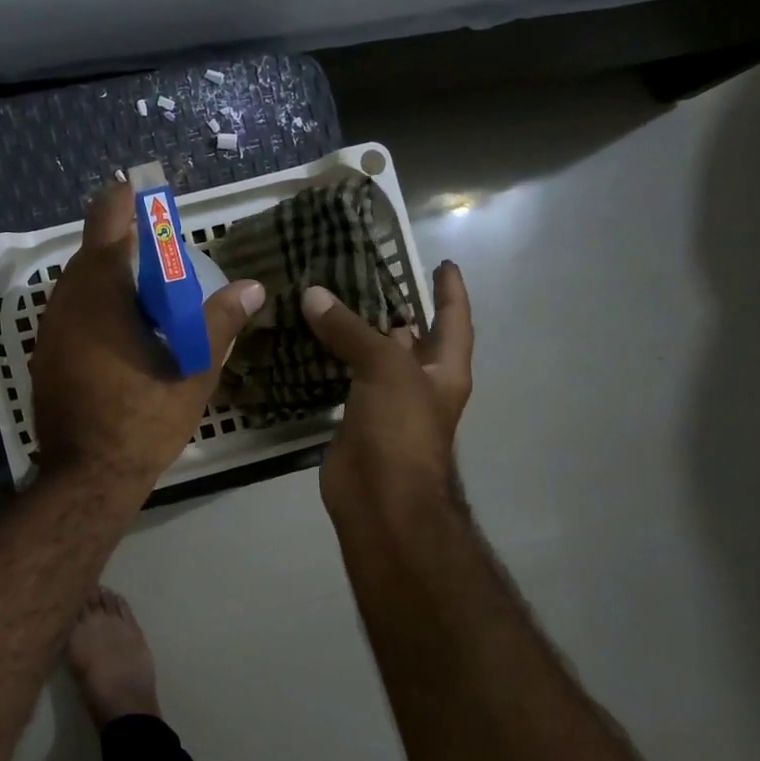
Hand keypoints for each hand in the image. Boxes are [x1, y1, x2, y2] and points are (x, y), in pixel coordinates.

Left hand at [32, 180, 265, 496]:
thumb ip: (219, 323)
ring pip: (80, 284)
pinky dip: (98, 306)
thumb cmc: (142, 422)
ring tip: (152, 296)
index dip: (124, 200)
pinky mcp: (44, 354)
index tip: (144, 191)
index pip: (106, 221)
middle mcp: (66, 301)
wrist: (86, 476)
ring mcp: (49, 329)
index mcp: (101, 293)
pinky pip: (72, 311)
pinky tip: (126, 331)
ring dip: (112, 278)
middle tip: (165, 256)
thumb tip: (252, 287)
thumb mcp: (192, 372)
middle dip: (126, 245)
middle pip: (93, 252)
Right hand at [302, 260, 473, 525]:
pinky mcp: (354, 418)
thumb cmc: (400, 429)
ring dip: (353, 333)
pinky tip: (305, 340)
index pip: (453, 319)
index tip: (441, 262)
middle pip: (409, 336)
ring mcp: (385, 402)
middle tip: (363, 272)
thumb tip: (313, 294)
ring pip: (370, 357)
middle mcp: (418, 382)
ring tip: (327, 297)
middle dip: (393, 307)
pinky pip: (341, 380)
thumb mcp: (384, 368)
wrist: (379, 497)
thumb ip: (350, 329)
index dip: (450, 290)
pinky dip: (327, 361)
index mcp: (443, 369)